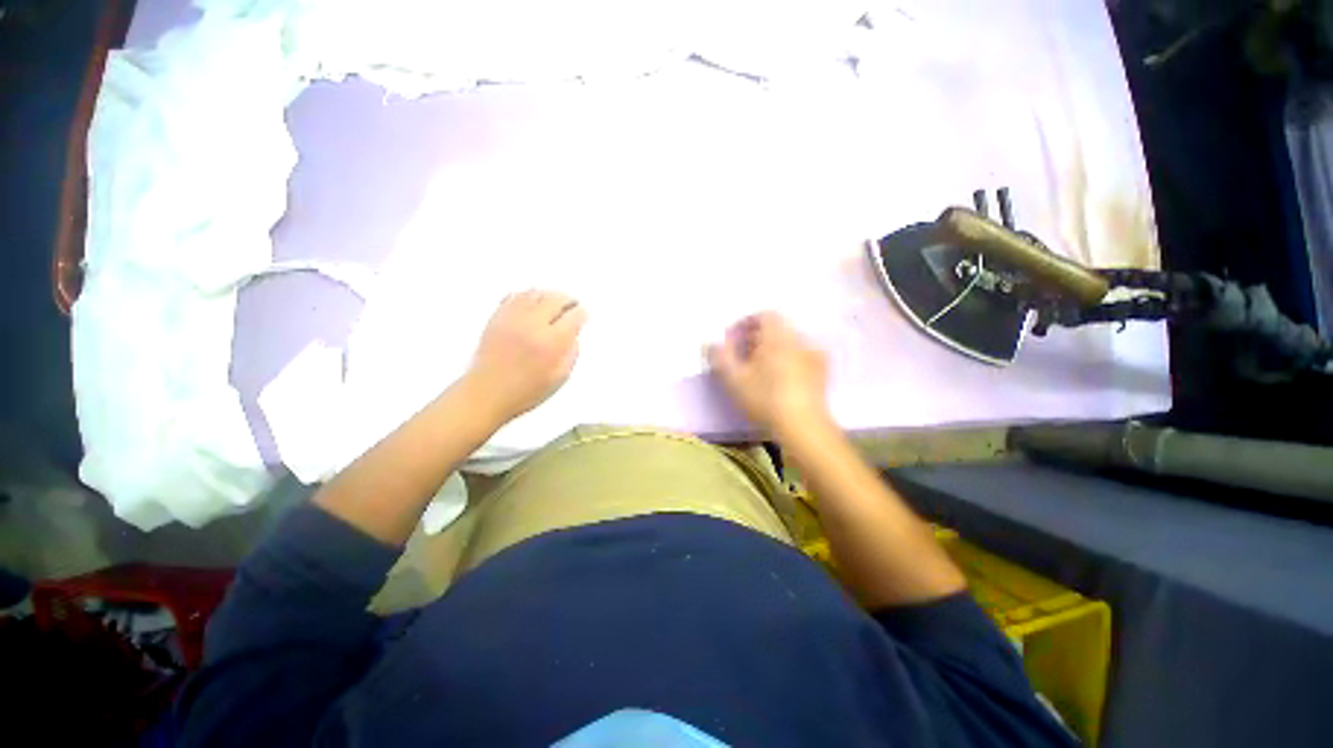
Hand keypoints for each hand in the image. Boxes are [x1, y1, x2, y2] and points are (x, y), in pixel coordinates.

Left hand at [466, 290, 586, 422]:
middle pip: (555, 299)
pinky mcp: (497, 317)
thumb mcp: (559, 378)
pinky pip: (515, 296)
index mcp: (551, 342)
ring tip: (555, 301)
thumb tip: (574, 335)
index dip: (582, 314)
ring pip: (536, 293)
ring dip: (549, 294)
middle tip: (572, 304)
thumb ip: (571, 354)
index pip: (573, 316)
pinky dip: (527, 294)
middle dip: (568, 300)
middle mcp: (533, 325)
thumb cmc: (524, 392)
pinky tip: (533, 300)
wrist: (485, 393)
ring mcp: (513, 319)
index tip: (584, 316)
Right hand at [706, 312, 830, 437]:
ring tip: (760, 369)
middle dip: (756, 338)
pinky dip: (788, 360)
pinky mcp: (822, 371)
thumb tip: (710, 343)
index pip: (764, 315)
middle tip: (742, 356)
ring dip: (772, 349)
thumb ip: (719, 356)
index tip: (733, 341)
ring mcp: (814, 354)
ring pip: (789, 342)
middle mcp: (799, 338)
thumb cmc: (764, 398)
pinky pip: (801, 355)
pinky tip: (780, 379)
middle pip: (776, 328)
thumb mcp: (733, 378)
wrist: (803, 426)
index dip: (745, 324)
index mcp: (778, 335)